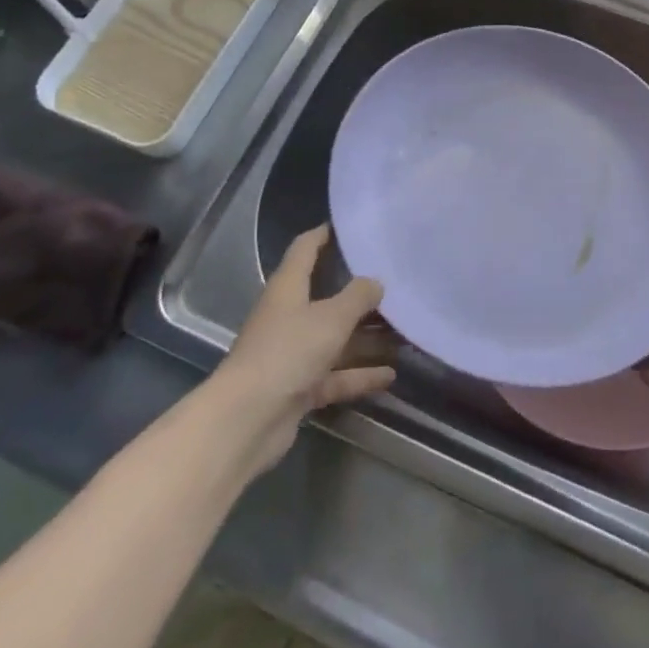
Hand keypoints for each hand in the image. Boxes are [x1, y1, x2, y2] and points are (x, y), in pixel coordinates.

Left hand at [219, 225, 394, 476]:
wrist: (246, 421)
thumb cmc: (287, 352)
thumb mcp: (331, 318)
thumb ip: (358, 296)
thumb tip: (375, 282)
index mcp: (288, 288)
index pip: (305, 249)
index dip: (324, 234)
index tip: (350, 225)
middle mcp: (288, 316)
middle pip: (325, 296)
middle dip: (358, 291)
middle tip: (394, 281)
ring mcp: (292, 354)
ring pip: (334, 338)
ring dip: (365, 337)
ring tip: (402, 330)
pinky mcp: (298, 388)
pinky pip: (335, 375)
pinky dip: (359, 375)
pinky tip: (390, 376)